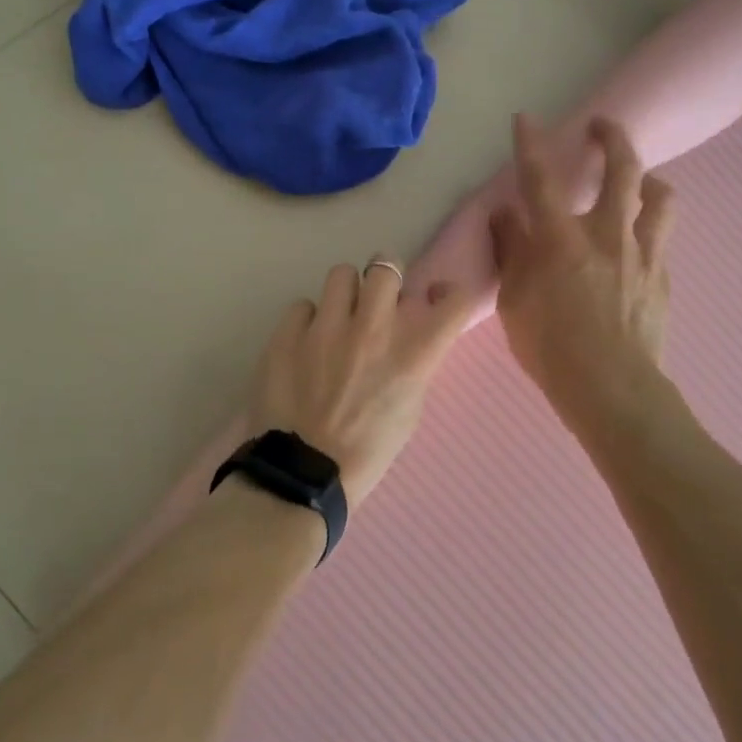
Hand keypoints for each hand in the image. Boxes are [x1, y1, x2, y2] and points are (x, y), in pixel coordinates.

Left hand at [248, 258, 475, 510]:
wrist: (304, 473)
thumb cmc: (368, 451)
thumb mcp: (409, 410)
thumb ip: (413, 364)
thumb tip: (407, 337)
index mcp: (413, 354)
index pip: (454, 300)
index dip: (448, 293)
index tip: (435, 299)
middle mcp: (374, 329)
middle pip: (387, 267)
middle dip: (385, 280)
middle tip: (377, 301)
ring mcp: (327, 327)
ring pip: (341, 274)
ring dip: (345, 293)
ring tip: (337, 318)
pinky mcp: (287, 333)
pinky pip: (302, 306)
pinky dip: (307, 321)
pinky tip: (304, 344)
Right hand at [490, 114, 677, 421]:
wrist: (610, 388)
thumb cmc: (550, 347)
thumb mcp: (513, 300)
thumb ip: (510, 251)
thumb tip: (505, 215)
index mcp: (561, 239)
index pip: (541, 180)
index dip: (532, 145)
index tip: (527, 118)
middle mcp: (608, 234)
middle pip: (622, 169)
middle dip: (612, 138)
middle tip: (602, 125)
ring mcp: (643, 254)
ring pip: (660, 198)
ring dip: (649, 180)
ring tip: (640, 181)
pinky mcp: (662, 278)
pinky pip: (661, 240)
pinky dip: (648, 231)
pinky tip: (637, 247)